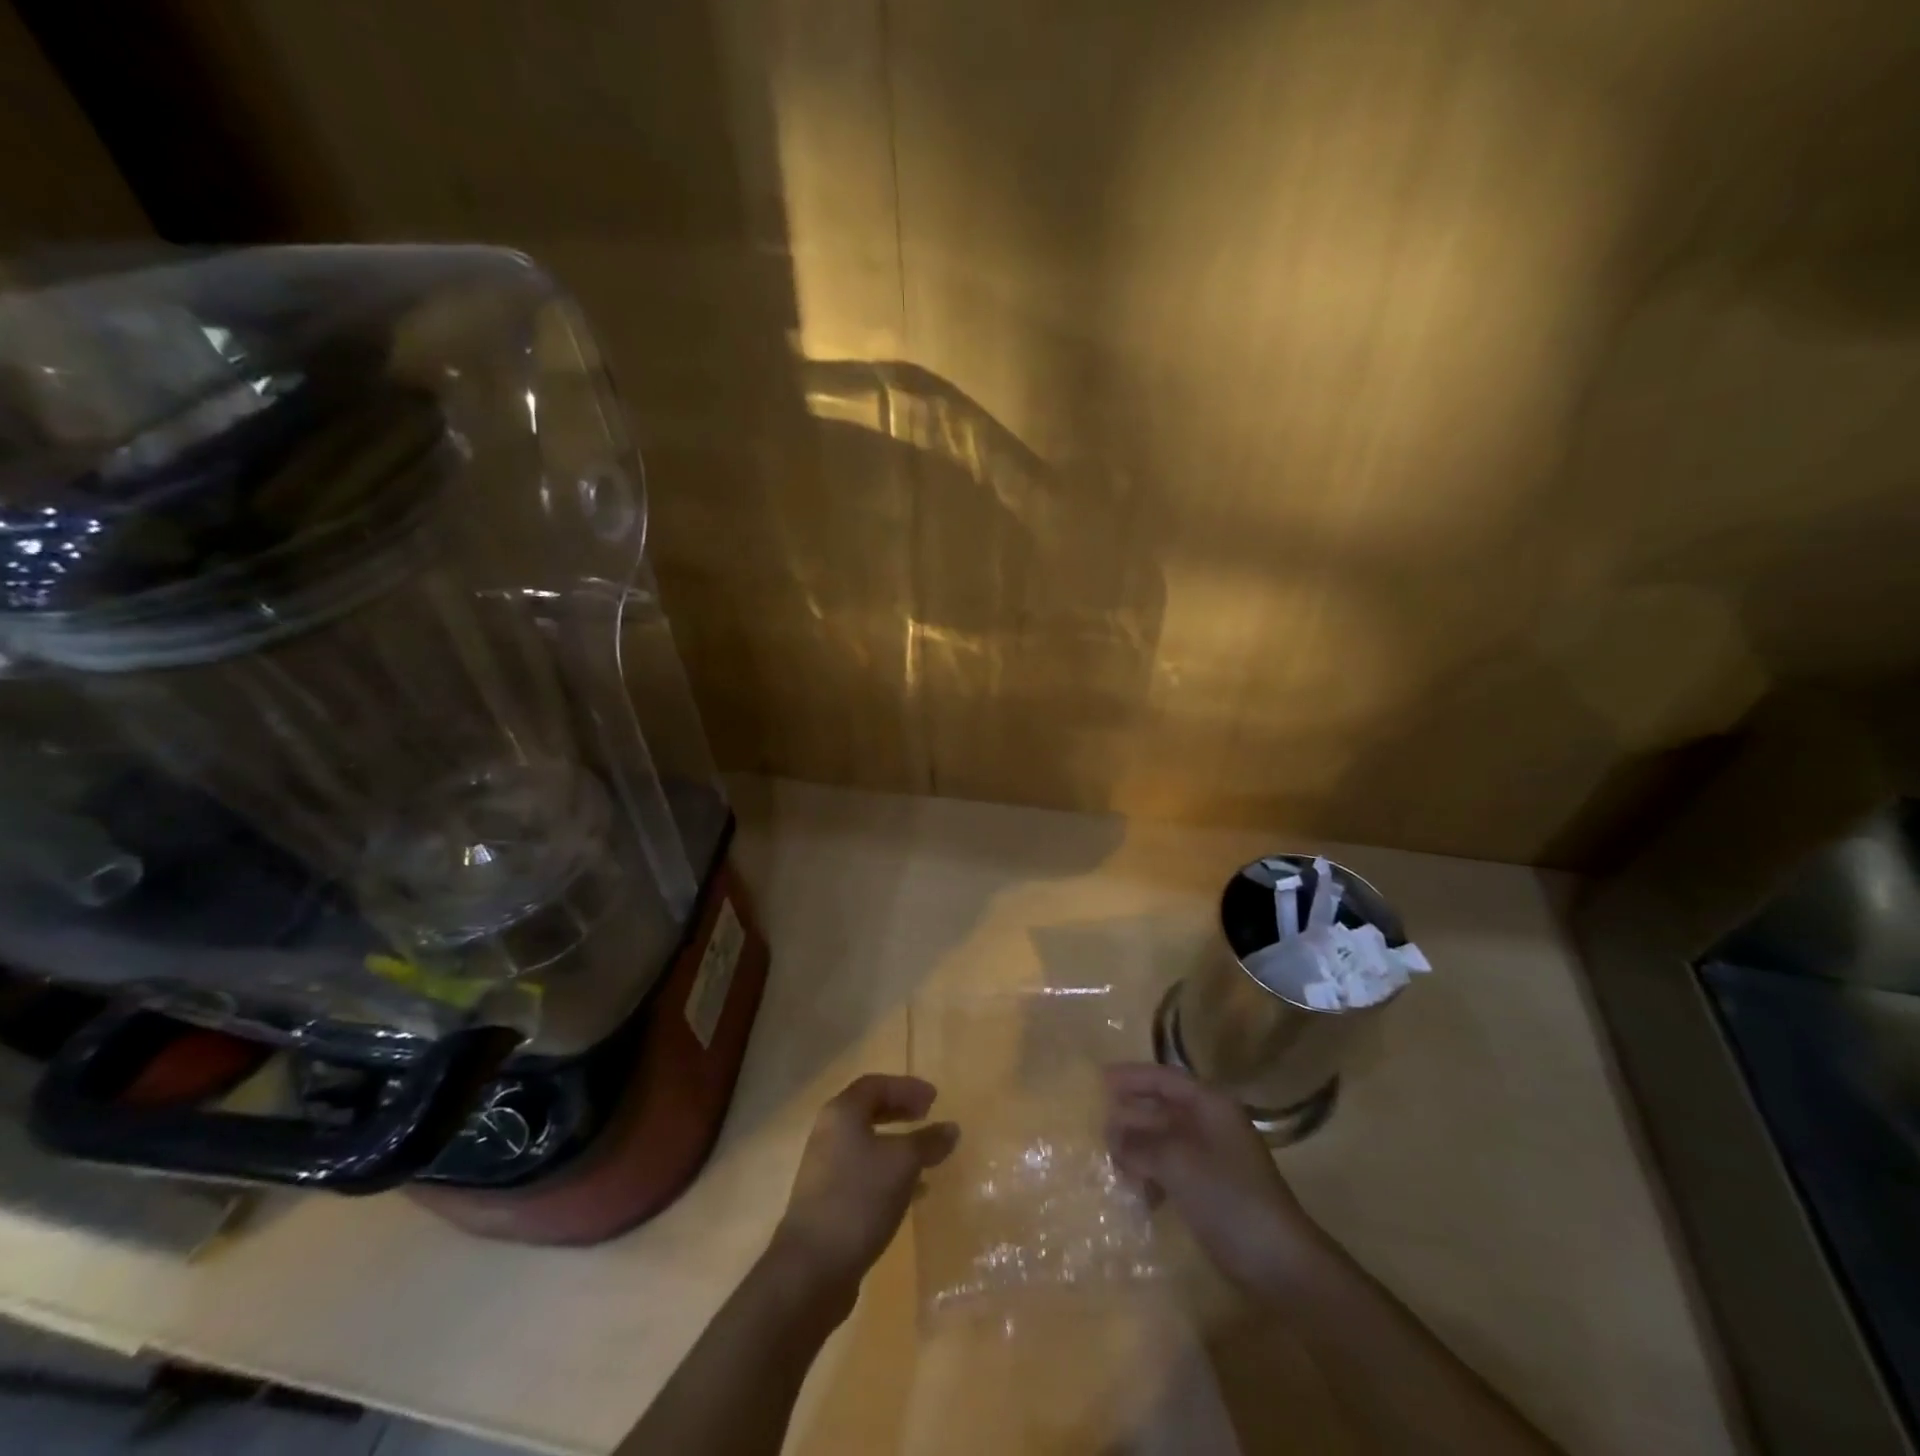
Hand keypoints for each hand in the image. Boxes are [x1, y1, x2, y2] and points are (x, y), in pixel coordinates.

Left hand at [771, 1074, 959, 1296]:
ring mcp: (825, 1169)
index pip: (875, 1084)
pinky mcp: (828, 1202)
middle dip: (900, 1111)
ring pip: (867, 1144)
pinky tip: (914, 1193)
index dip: (906, 1087)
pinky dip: (889, 1174)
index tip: (935, 1099)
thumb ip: (928, 1142)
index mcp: (842, 1114)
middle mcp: (829, 1134)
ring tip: (926, 1155)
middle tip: (928, 1116)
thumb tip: (951, 1128)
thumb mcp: (902, 1164)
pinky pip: (864, 1174)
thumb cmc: (858, 1199)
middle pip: (868, 1111)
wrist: (811, 1268)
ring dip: (897, 1145)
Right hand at [1104, 1062, 1330, 1296]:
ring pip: (1164, 1139)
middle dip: (1130, 1115)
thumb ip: (1140, 1143)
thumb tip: (1112, 1135)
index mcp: (1210, 1106)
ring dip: (1137, 1147)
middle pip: (1162, 1108)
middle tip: (1095, 1124)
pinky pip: (1171, 1168)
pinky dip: (1151, 1173)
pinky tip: (1135, 1192)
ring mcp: (1212, 1158)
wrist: (1280, 1263)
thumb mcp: (1177, 1163)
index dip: (1131, 1077)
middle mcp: (1211, 1124)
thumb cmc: (1229, 1198)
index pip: (1164, 1078)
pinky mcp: (1211, 1189)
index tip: (1098, 1081)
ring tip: (1109, 1161)